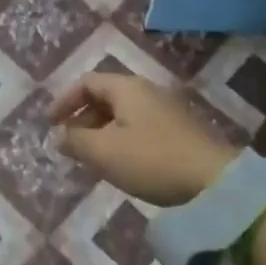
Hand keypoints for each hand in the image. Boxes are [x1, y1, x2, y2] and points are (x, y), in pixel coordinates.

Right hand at [48, 74, 235, 205]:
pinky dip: (121, 139)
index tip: (50, 123)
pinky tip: (122, 164)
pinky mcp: (180, 131)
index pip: (87, 82)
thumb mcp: (105, 152)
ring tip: (92, 158)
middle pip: (105, 96)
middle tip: (70, 143)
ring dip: (101, 131)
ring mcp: (167, 110)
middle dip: (82, 118)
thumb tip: (59, 135)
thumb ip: (76, 140)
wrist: (215, 181)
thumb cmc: (152, 160)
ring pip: (123, 114)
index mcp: (127, 88)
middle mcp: (147, 91)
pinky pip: (140, 127)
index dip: (64, 100)